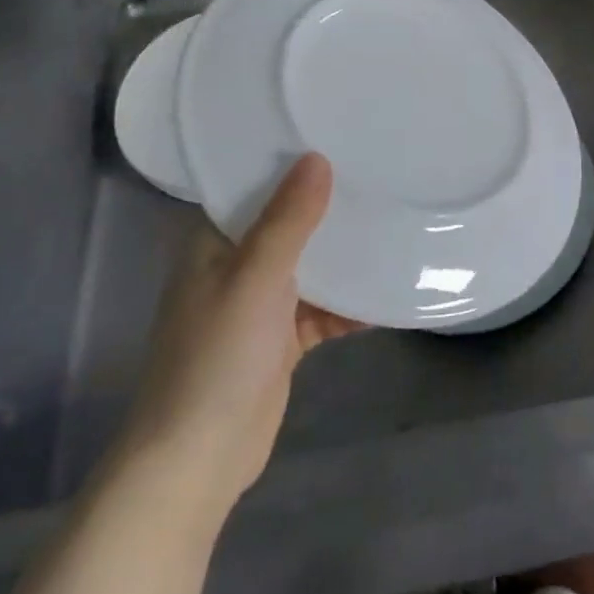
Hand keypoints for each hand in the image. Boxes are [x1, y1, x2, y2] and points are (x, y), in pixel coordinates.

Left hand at [118, 153, 362, 515]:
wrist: (198, 460)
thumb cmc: (215, 357)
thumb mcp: (255, 279)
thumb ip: (288, 220)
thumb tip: (318, 158)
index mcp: (213, 243)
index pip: (251, 186)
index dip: (288, 161)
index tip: (334, 132)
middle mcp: (234, 266)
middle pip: (288, 223)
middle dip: (329, 205)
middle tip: (379, 169)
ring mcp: (259, 304)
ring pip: (310, 265)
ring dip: (345, 254)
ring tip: (395, 220)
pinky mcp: (281, 339)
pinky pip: (323, 308)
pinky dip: (351, 302)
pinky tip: (389, 291)